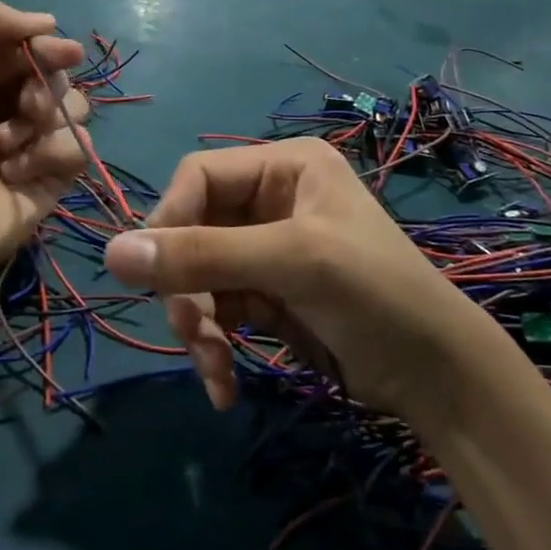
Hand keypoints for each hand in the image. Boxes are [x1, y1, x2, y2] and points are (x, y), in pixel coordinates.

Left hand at [0, 0, 89, 282]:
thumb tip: (48, 21)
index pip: (35, 48)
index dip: (49, 47)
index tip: (58, 52)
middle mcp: (14, 104)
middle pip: (59, 76)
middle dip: (45, 88)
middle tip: (24, 106)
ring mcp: (37, 140)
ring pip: (76, 109)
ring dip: (44, 124)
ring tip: (8, 147)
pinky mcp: (57, 174)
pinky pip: (80, 148)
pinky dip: (51, 156)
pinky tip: (19, 173)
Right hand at [102, 138, 490, 427]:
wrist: (439, 378)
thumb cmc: (375, 294)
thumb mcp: (292, 262)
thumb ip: (204, 255)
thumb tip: (111, 254)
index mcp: (283, 166)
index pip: (198, 177)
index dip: (169, 220)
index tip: (151, 271)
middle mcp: (270, 200)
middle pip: (192, 230)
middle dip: (186, 284)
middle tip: (190, 331)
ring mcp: (266, 250)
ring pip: (197, 275)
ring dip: (196, 322)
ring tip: (212, 366)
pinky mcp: (266, 296)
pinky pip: (216, 310)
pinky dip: (212, 345)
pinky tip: (223, 383)